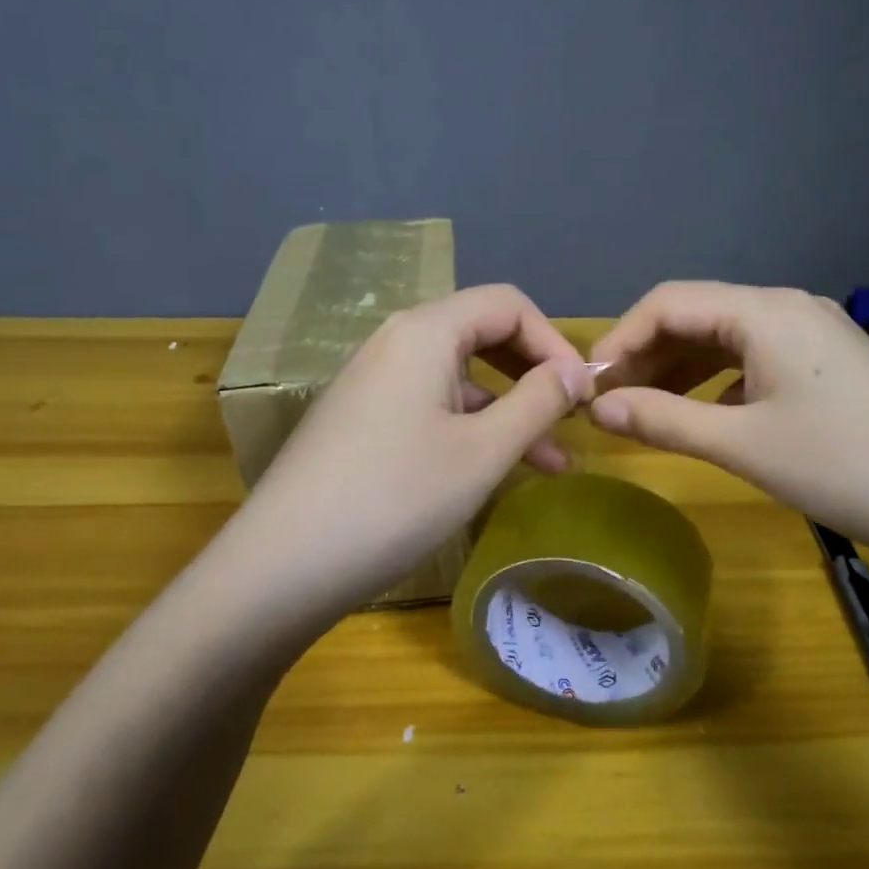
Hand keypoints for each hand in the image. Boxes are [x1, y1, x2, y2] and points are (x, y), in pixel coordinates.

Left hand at [213, 285, 593, 630]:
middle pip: (482, 335)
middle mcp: (395, 342)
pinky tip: (494, 470)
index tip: (584, 394)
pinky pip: (430, 406)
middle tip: (572, 420)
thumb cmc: (396, 498)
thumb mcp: (483, 452)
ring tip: (551, 463)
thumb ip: (538, 403)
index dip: (555, 342)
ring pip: (459, 379)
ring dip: (508, 412)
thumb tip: (577, 373)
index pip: (507, 305)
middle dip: (534, 376)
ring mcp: (373, 382)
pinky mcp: (361, 420)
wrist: (284, 564)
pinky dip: (470, 429)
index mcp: (425, 332)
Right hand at [587, 281, 868, 573]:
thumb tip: (597, 407)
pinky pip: (756, 358)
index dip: (619, 339)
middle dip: (647, 355)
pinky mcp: (830, 363)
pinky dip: (718, 381)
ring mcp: (814, 333)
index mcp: (764, 311)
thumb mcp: (743, 445)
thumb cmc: (844, 468)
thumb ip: (663, 419)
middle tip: (609, 402)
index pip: (667, 302)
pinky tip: (703, 414)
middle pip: (696, 315)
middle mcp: (788, 307)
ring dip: (679, 369)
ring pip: (726, 338)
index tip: (588, 384)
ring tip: (643, 409)